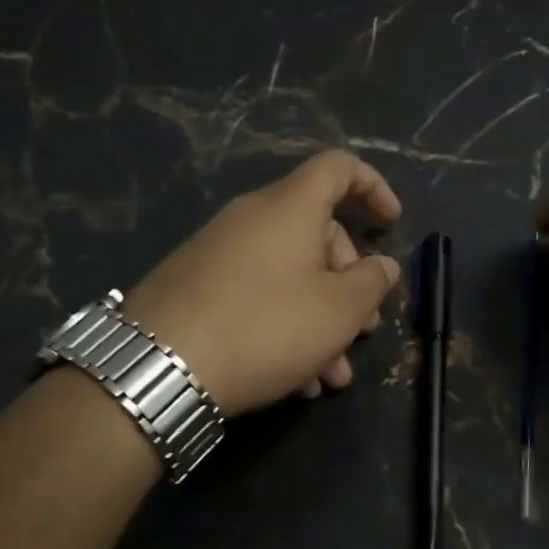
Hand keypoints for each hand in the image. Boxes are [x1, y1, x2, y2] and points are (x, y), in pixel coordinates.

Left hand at [123, 151, 403, 416]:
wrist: (156, 368)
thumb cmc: (264, 327)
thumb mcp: (337, 311)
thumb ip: (372, 283)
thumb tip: (383, 266)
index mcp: (290, 207)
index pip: (338, 168)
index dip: (373, 187)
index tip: (391, 225)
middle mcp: (253, 218)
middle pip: (318, 232)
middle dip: (350, 284)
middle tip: (363, 332)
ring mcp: (219, 252)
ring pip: (289, 274)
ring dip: (321, 320)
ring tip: (331, 377)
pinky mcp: (196, 286)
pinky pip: (256, 294)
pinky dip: (284, 326)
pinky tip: (293, 380)